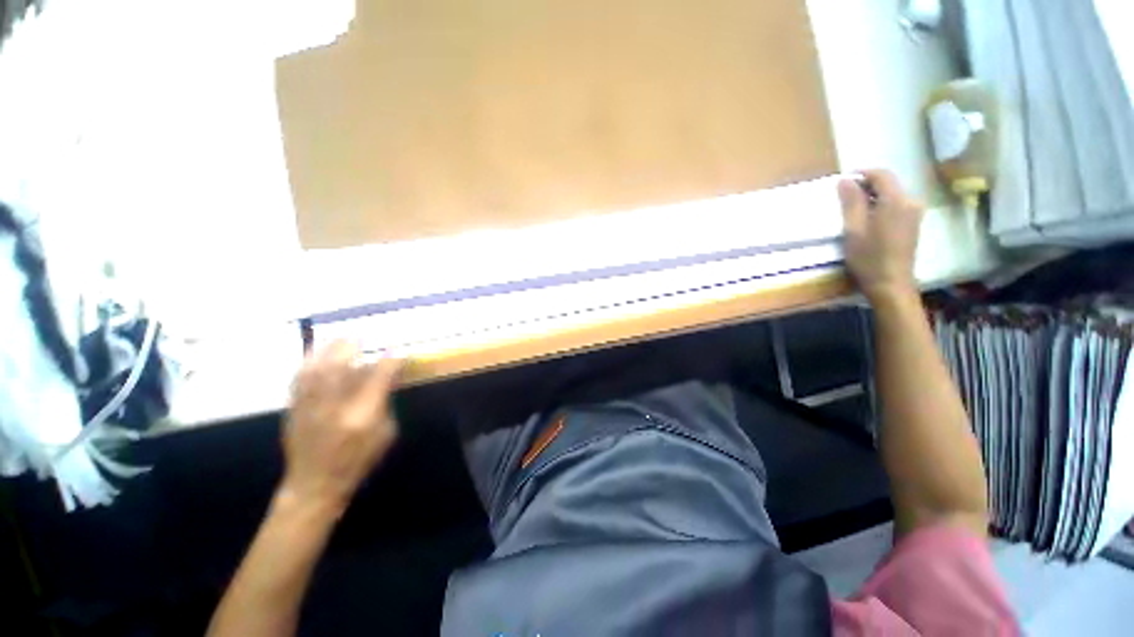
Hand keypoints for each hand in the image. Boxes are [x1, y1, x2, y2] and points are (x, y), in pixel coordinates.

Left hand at [280, 341, 403, 511]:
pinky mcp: (294, 408)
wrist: (314, 484)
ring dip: (330, 348)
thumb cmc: (358, 460)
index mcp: (363, 415)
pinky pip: (300, 376)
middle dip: (353, 346)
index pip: (379, 377)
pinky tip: (318, 352)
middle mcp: (334, 406)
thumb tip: (388, 378)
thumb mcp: (386, 433)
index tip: (399, 349)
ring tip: (342, 337)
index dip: (391, 360)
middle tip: (364, 335)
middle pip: (340, 366)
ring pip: (316, 368)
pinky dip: (310, 360)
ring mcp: (310, 406)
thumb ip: (386, 403)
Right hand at [838, 169, 924, 301]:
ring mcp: (915, 214)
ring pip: (892, 196)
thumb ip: (851, 202)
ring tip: (853, 211)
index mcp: (895, 201)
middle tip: (844, 198)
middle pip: (888, 184)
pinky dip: (881, 207)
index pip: (881, 175)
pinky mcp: (914, 224)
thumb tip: (845, 180)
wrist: (891, 284)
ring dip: (873, 198)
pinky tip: (868, 221)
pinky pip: (897, 206)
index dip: (863, 173)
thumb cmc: (868, 258)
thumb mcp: (853, 229)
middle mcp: (910, 202)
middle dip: (867, 186)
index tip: (844, 180)